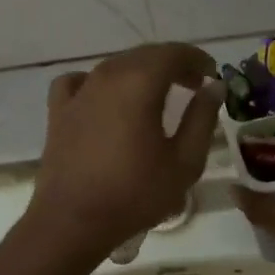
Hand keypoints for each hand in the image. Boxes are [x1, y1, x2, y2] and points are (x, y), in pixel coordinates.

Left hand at [29, 43, 222, 258]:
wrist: (73, 221)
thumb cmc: (135, 193)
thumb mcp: (184, 161)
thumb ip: (202, 117)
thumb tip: (215, 87)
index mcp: (140, 82)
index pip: (174, 53)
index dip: (198, 60)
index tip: (212, 77)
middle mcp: (108, 75)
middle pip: (146, 55)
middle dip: (174, 65)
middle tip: (194, 86)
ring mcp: (79, 90)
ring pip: (117, 65)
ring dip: (142, 72)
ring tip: (159, 95)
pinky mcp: (59, 109)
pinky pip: (81, 80)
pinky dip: (101, 82)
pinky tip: (108, 100)